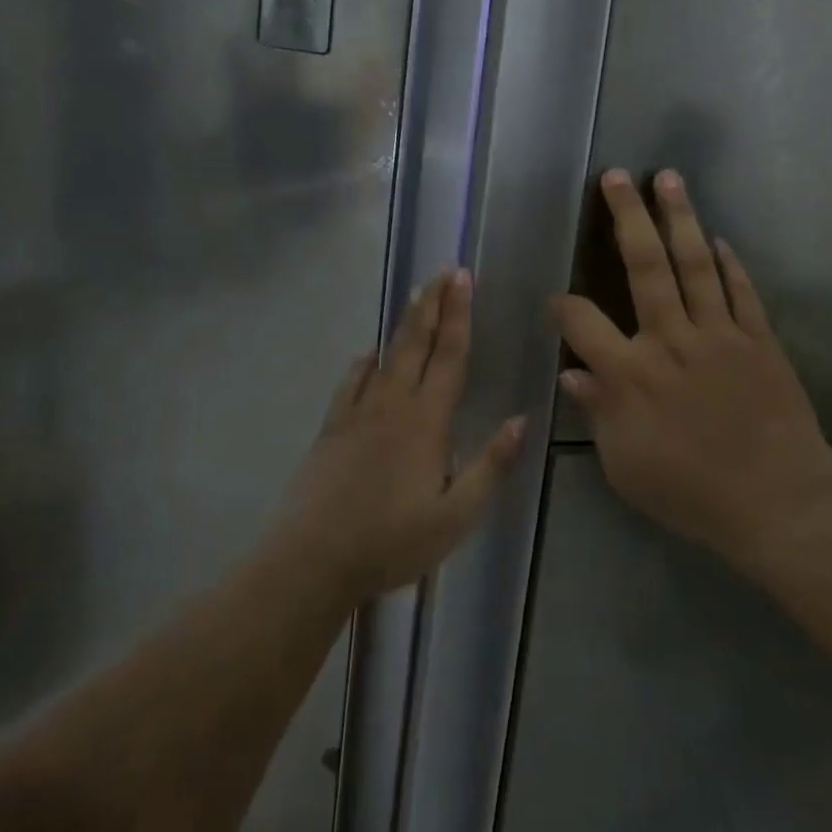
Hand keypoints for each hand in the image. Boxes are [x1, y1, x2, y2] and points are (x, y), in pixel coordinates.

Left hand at [275, 269, 523, 606]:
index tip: (463, 279)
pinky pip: (350, 383)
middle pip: (416, 343)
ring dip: (404, 324)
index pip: (449, 357)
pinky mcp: (331, 429)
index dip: (459, 316)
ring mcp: (356, 414)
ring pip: (385, 356)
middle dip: (432, 303)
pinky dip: (363, 363)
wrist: (311, 561)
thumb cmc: (391, 542)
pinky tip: (367, 356)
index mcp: (426, 422)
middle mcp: (392, 406)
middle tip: (444, 270)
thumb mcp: (455, 516)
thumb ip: (490, 466)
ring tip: (416, 297)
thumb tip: (520, 420)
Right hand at [551, 170, 831, 571]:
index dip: (563, 305)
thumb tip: (572, 371)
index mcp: (631, 373)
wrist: (778, 500)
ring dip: (680, 217)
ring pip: (695, 263)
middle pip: (645, 265)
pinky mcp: (759, 339)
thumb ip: (597, 413)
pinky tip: (718, 238)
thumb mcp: (625, 466)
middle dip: (627, 216)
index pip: (583, 322)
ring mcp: (720, 334)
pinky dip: (729, 263)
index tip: (556, 299)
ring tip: (668, 178)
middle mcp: (671, 339)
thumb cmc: (691, 492)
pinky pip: (741, 291)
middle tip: (616, 175)